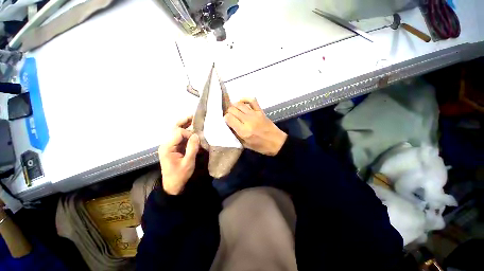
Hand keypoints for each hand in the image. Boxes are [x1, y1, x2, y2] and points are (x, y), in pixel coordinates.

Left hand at [158, 116, 199, 194]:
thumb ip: (192, 148)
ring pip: (176, 131)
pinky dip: (186, 133)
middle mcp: (167, 143)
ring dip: (185, 125)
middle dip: (184, 121)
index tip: (197, 140)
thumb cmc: (180, 175)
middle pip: (174, 128)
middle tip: (194, 116)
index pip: (178, 132)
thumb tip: (196, 135)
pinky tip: (193, 130)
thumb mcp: (188, 163)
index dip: (189, 134)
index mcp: (167, 147)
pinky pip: (180, 137)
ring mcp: (170, 145)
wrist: (172, 186)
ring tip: (195, 120)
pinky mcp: (174, 148)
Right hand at [224, 98, 286, 155]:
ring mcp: (254, 114)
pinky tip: (242, 103)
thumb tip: (229, 125)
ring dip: (234, 106)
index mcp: (243, 131)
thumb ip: (236, 135)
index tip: (227, 121)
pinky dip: (245, 99)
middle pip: (232, 109)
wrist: (276, 142)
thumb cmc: (261, 146)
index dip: (225, 118)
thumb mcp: (245, 145)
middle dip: (229, 112)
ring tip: (234, 111)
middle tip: (230, 117)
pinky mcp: (260, 111)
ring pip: (239, 104)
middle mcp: (247, 120)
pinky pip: (251, 100)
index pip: (228, 118)